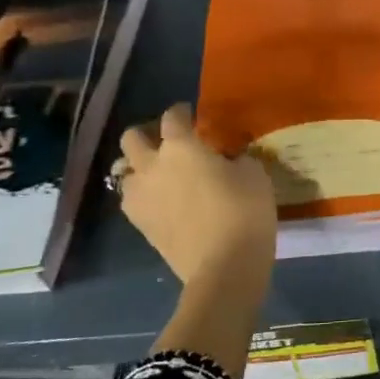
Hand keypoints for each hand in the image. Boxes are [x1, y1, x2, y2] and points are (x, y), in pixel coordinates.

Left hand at [118, 103, 275, 291]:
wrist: (224, 267)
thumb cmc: (243, 211)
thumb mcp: (254, 173)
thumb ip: (235, 158)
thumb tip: (227, 160)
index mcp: (181, 146)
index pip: (172, 116)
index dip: (182, 112)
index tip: (192, 116)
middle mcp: (153, 166)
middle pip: (132, 138)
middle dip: (147, 135)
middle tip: (169, 143)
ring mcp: (141, 197)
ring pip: (125, 172)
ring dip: (140, 169)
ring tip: (162, 176)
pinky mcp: (140, 226)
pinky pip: (132, 200)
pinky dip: (144, 196)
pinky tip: (163, 202)